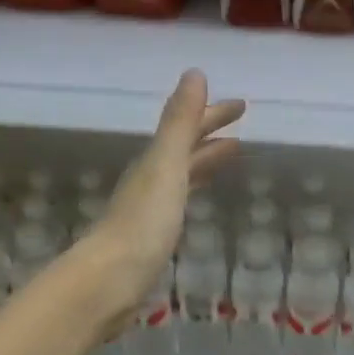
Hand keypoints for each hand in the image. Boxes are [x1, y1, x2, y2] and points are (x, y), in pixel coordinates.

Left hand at [85, 70, 243, 317]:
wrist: (111, 280)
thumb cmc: (143, 223)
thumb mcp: (166, 167)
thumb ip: (179, 124)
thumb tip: (195, 73)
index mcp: (154, 162)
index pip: (187, 129)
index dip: (212, 114)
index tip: (242, 106)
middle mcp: (150, 181)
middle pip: (184, 151)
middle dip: (210, 136)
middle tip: (241, 129)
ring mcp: (150, 211)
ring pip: (182, 176)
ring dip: (204, 162)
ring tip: (230, 157)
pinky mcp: (152, 240)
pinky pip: (179, 204)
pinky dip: (193, 192)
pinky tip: (197, 203)